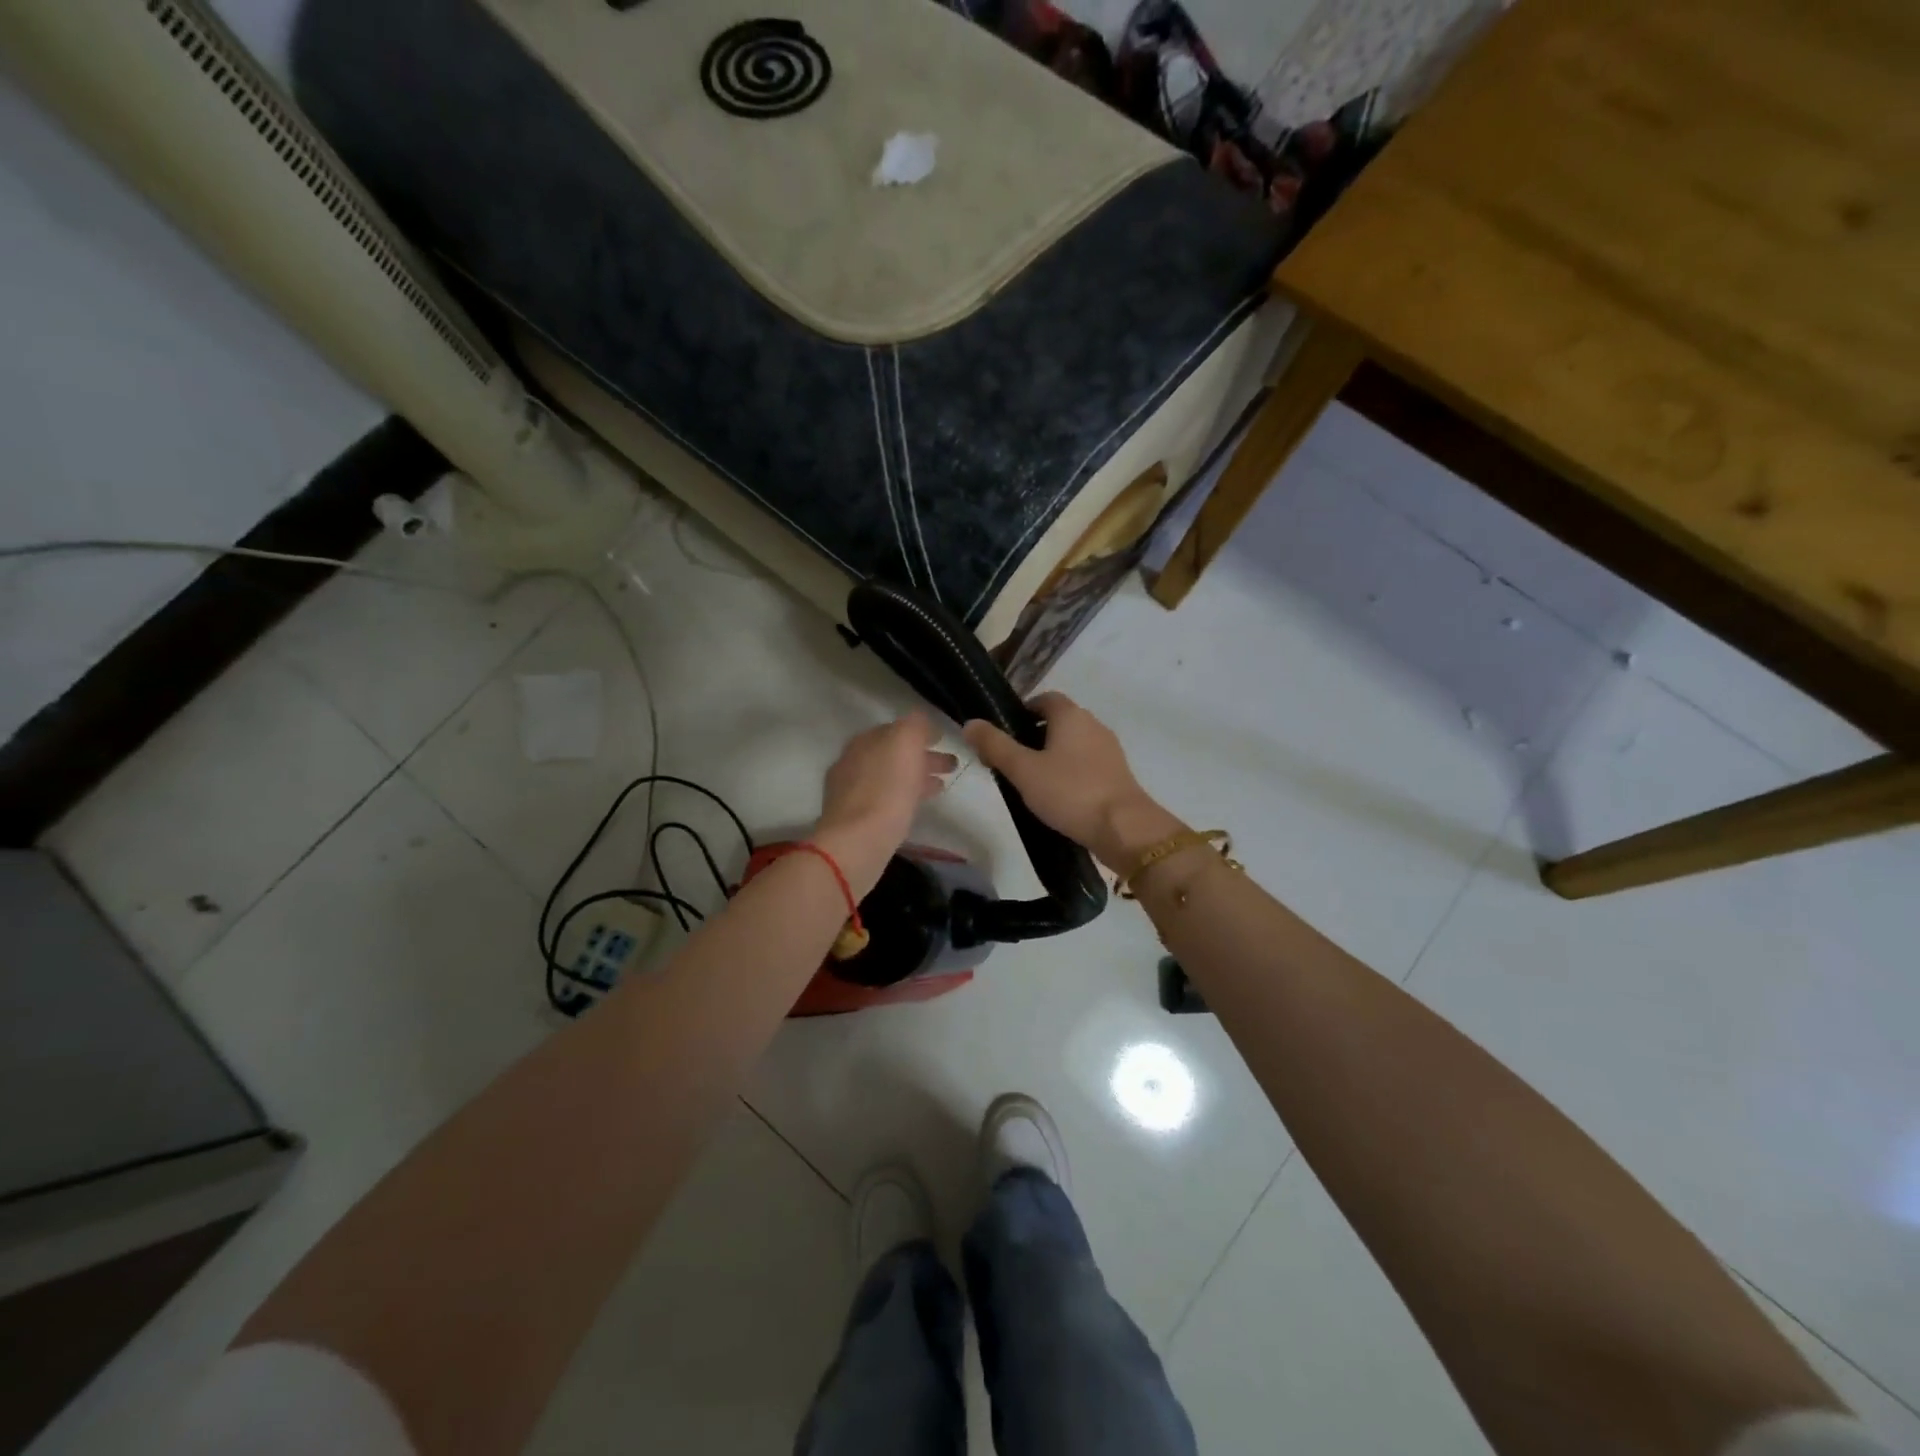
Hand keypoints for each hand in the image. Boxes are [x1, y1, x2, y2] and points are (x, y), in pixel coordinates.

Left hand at [814, 712, 956, 894]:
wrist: (858, 842)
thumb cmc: (886, 789)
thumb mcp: (905, 742)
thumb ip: (915, 725)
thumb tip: (921, 721)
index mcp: (864, 741)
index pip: (895, 729)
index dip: (920, 733)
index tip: (943, 740)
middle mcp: (853, 762)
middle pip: (893, 755)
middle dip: (922, 757)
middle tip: (951, 765)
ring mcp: (851, 792)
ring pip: (891, 778)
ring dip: (917, 778)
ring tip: (942, 787)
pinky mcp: (855, 820)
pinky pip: (887, 800)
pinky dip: (905, 797)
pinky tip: (918, 806)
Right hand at [963, 693, 1182, 870]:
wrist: (1123, 828)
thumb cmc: (1069, 791)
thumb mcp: (1023, 769)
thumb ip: (995, 745)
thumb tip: (970, 723)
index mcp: (1071, 715)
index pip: (1044, 699)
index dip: (1022, 712)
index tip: (1004, 735)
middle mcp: (1093, 724)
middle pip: (1058, 721)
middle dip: (1033, 736)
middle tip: (1011, 762)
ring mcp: (1109, 749)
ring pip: (1073, 744)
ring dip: (1052, 756)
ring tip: (1031, 783)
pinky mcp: (1117, 774)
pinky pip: (1086, 764)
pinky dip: (1070, 772)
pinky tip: (1058, 796)